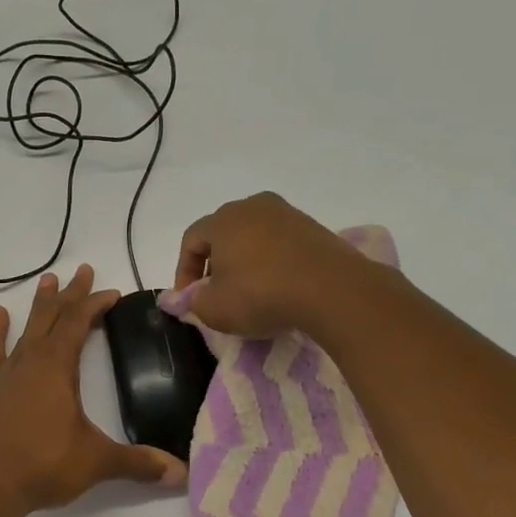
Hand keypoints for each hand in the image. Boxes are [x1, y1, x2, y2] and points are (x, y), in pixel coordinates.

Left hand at [0, 265, 185, 515]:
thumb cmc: (43, 466)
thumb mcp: (96, 462)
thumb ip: (138, 463)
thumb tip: (181, 473)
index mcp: (57, 369)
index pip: (78, 324)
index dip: (95, 304)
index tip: (111, 292)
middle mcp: (29, 362)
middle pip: (51, 317)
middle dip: (69, 294)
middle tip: (82, 270)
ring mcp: (3, 374)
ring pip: (24, 329)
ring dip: (38, 305)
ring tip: (46, 279)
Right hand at [165, 192, 375, 337]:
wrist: (331, 290)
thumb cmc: (261, 295)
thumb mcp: (214, 309)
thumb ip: (192, 302)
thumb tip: (185, 298)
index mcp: (223, 219)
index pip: (191, 240)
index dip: (183, 271)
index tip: (188, 299)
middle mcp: (253, 206)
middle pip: (222, 233)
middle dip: (214, 263)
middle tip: (215, 293)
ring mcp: (287, 214)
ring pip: (253, 236)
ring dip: (244, 261)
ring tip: (247, 291)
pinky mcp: (314, 228)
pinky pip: (280, 243)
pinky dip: (271, 261)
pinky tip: (277, 286)